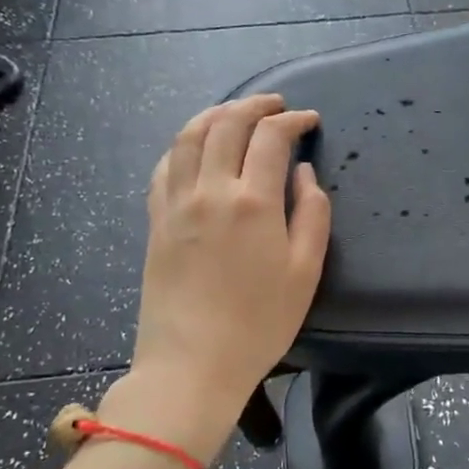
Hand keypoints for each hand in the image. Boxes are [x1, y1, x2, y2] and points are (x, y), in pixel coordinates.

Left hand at [125, 95, 329, 438]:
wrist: (192, 363)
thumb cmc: (260, 323)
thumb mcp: (306, 272)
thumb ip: (312, 214)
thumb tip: (304, 173)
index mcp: (253, 202)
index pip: (271, 138)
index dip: (292, 120)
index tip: (309, 120)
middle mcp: (210, 190)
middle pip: (226, 124)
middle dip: (255, 105)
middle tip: (276, 105)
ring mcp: (176, 203)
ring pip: (189, 136)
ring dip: (215, 114)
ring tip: (235, 112)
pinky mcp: (155, 220)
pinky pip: (165, 165)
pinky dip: (184, 144)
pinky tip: (196, 148)